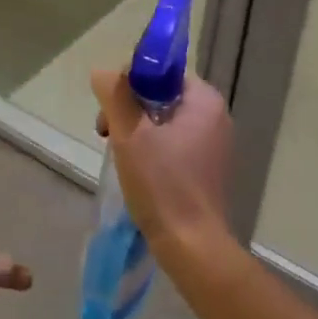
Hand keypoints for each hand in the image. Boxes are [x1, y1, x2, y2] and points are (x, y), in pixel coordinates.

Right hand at [90, 68, 236, 261]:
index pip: (160, 72)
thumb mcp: (129, 133)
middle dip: (128, 109)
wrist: (192, 246)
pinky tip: (137, 170)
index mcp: (204, 101)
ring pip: (163, 121)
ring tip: (119, 155)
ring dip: (136, 130)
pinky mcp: (207, 169)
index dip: (129, 84)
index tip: (111, 111)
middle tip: (107, 134)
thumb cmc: (162, 184)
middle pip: (160, 95)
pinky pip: (173, 143)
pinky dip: (151, 149)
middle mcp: (215, 117)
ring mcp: (214, 145)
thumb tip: (102, 71)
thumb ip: (114, 94)